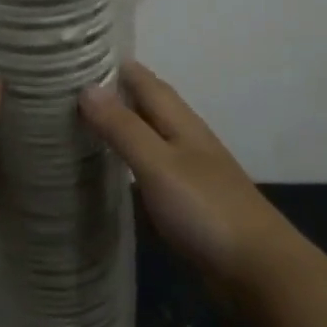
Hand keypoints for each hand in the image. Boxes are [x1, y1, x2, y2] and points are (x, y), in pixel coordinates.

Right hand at [80, 61, 287, 287]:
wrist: (258, 271)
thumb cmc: (206, 209)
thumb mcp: (158, 164)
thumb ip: (123, 128)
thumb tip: (86, 87)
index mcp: (181, 123)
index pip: (145, 81)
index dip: (115, 66)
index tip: (77, 55)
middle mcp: (186, 140)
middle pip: (147, 106)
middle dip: (114, 94)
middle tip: (68, 89)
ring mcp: (189, 173)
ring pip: (149, 138)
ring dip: (121, 128)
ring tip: (80, 125)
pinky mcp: (187, 204)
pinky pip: (151, 171)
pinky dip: (129, 164)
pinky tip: (111, 174)